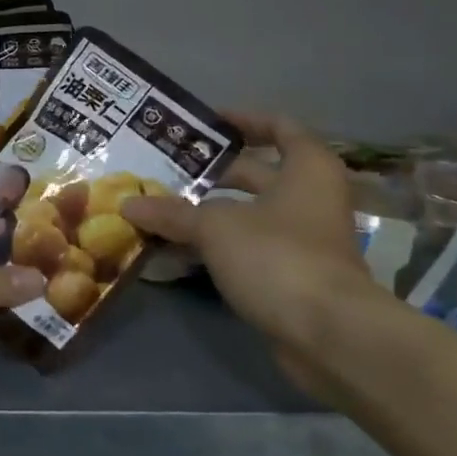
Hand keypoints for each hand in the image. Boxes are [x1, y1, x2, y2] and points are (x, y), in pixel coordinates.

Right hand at [122, 110, 384, 397]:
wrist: (329, 335)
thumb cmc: (278, 257)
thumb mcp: (216, 227)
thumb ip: (172, 213)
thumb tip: (128, 203)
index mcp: (306, 169)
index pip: (279, 127)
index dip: (244, 120)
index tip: (206, 123)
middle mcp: (310, 198)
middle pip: (257, 173)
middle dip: (212, 172)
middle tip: (166, 169)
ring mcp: (303, 240)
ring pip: (248, 214)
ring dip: (208, 212)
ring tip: (160, 207)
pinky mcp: (291, 276)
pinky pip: (247, 248)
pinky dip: (216, 246)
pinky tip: (176, 250)